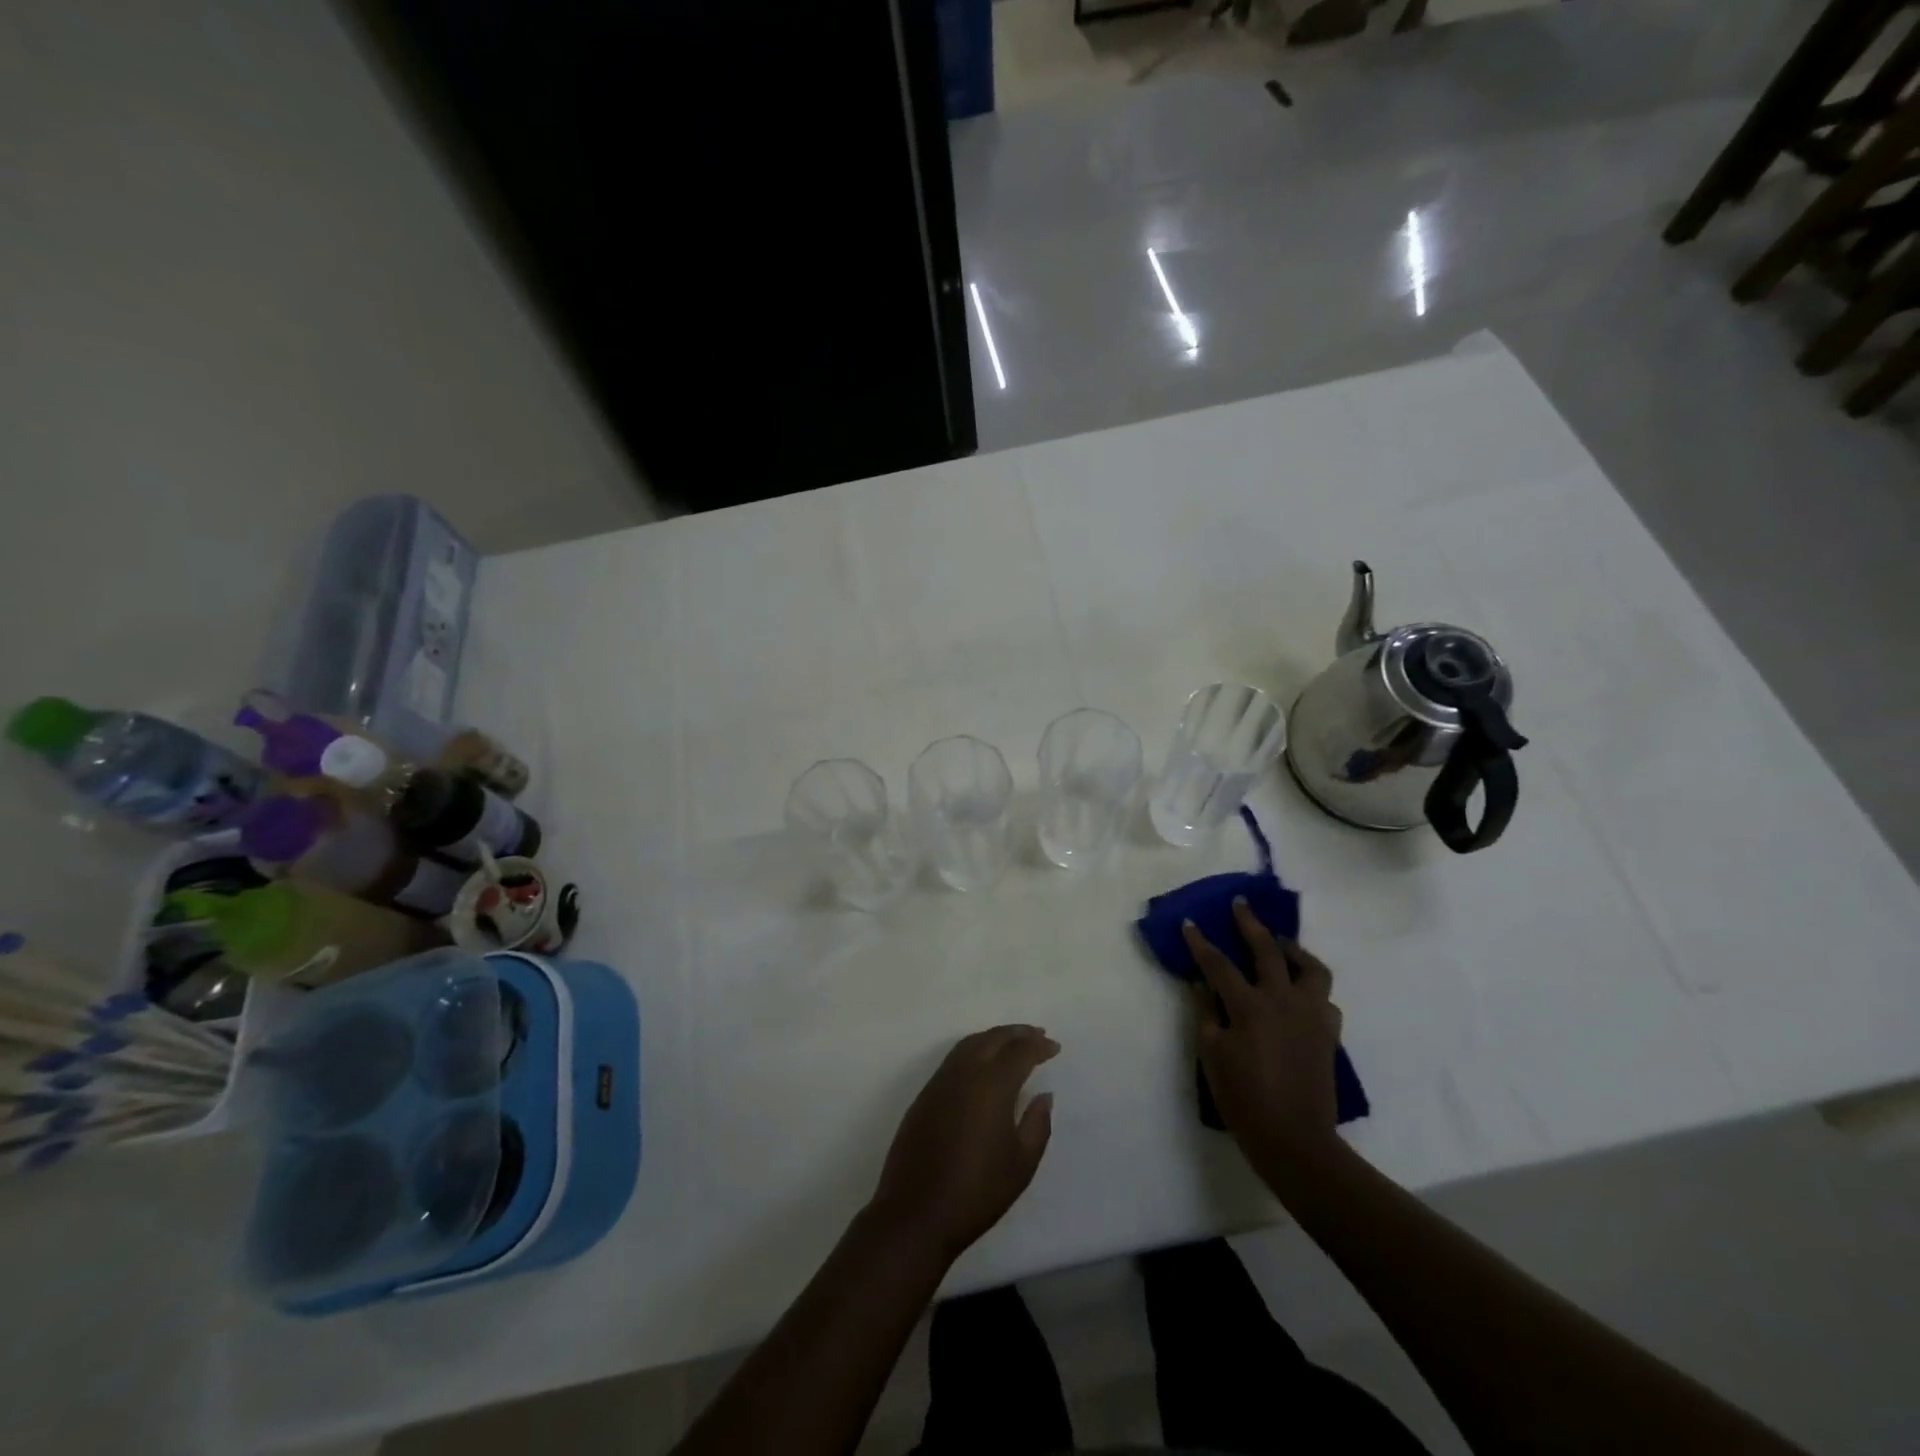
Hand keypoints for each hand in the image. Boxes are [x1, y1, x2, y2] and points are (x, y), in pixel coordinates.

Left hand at [868, 1025, 1058, 1260]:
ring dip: (993, 1038)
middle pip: (993, 1038)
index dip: (1038, 1046)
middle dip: (1017, 1033)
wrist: (916, 1213)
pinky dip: (974, 1051)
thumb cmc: (977, 1192)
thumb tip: (1043, 1095)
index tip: (1054, 1047)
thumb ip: (1037, 1124)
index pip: (1019, 1051)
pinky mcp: (924, 1095)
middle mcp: (964, 1073)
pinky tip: (982, 1065)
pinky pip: (954, 1059)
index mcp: (992, 1085)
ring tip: (1012, 1043)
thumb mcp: (1021, 1164)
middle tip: (1037, 1035)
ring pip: (970, 1044)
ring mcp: (940, 1082)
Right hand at [1183, 900, 1343, 1169]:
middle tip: (1240, 905)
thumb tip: (1202, 984)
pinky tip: (1297, 993)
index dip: (1200, 942)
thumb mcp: (1212, 1054)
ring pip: (1311, 967)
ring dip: (1293, 950)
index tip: (1189, 923)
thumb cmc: (1244, 1098)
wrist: (1296, 1141)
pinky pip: (1324, 998)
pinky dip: (1309, 987)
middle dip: (1250, 924)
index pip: (1219, 964)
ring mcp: (1311, 1015)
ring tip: (1280, 945)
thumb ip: (1206, 1013)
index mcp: (1250, 1006)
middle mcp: (1283, 1000)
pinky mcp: (1329, 1033)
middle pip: (1267, 950)